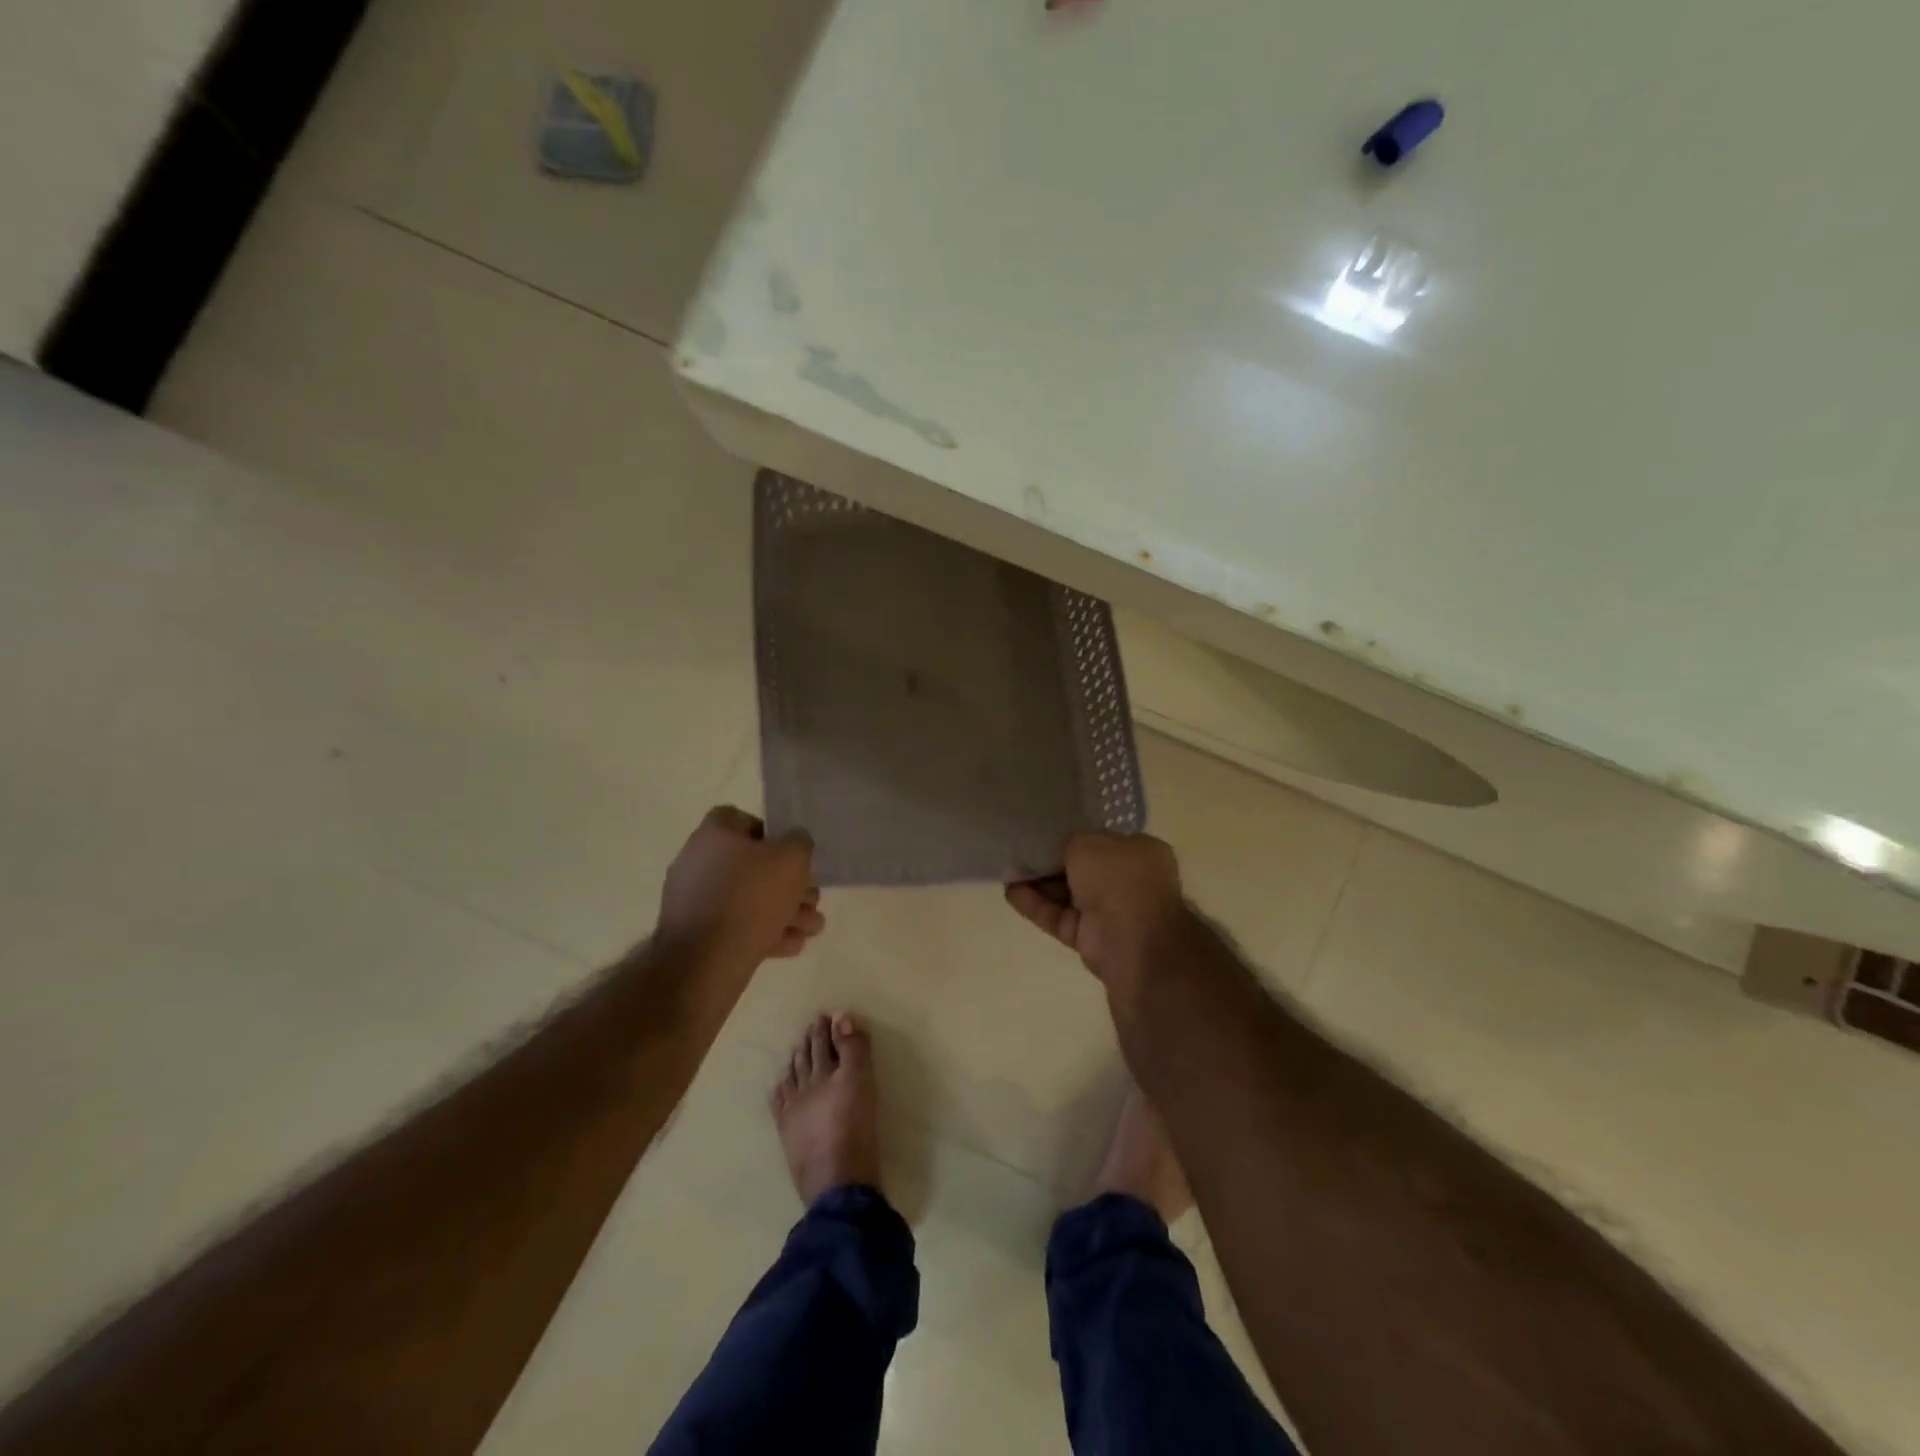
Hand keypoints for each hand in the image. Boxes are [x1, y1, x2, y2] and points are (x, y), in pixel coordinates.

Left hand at [658, 807, 823, 964]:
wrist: (705, 962)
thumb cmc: (751, 898)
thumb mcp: (792, 859)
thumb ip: (799, 843)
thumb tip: (794, 842)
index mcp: (713, 835)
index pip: (741, 820)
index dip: (772, 834)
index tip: (793, 854)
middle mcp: (697, 862)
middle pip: (751, 865)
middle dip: (788, 884)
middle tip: (812, 899)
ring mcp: (693, 900)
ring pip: (747, 899)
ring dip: (784, 911)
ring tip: (812, 928)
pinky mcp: (695, 934)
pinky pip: (735, 925)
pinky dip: (763, 932)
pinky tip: (791, 945)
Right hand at [1006, 832, 1188, 990]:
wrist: (1133, 941)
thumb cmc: (1119, 878)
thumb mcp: (1089, 843)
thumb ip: (1068, 843)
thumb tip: (1057, 853)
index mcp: (1140, 853)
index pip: (1102, 841)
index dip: (1074, 838)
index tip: (1046, 834)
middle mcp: (1128, 882)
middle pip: (1081, 869)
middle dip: (1051, 862)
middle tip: (1020, 852)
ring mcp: (1109, 912)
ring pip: (1067, 894)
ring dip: (1038, 883)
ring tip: (1008, 870)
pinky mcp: (1089, 938)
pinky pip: (1059, 916)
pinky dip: (1036, 905)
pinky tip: (1010, 892)